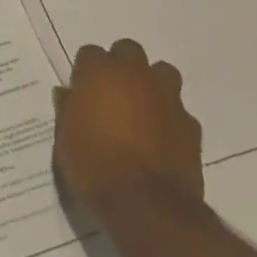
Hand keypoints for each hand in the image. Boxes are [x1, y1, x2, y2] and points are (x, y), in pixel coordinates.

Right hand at [53, 39, 202, 215]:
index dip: (86, 71)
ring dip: (151, 84)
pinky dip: (169, 118)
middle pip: (129, 51)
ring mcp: (168, 98)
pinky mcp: (191, 125)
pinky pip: (178, 110)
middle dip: (121, 66)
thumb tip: (68, 95)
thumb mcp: (65, 138)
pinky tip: (160, 139)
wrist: (146, 206)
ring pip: (162, 73)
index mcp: (100, 74)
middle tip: (112, 93)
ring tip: (140, 109)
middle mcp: (135, 76)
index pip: (91, 53)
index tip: (82, 90)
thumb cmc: (94, 166)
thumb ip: (68, 109)